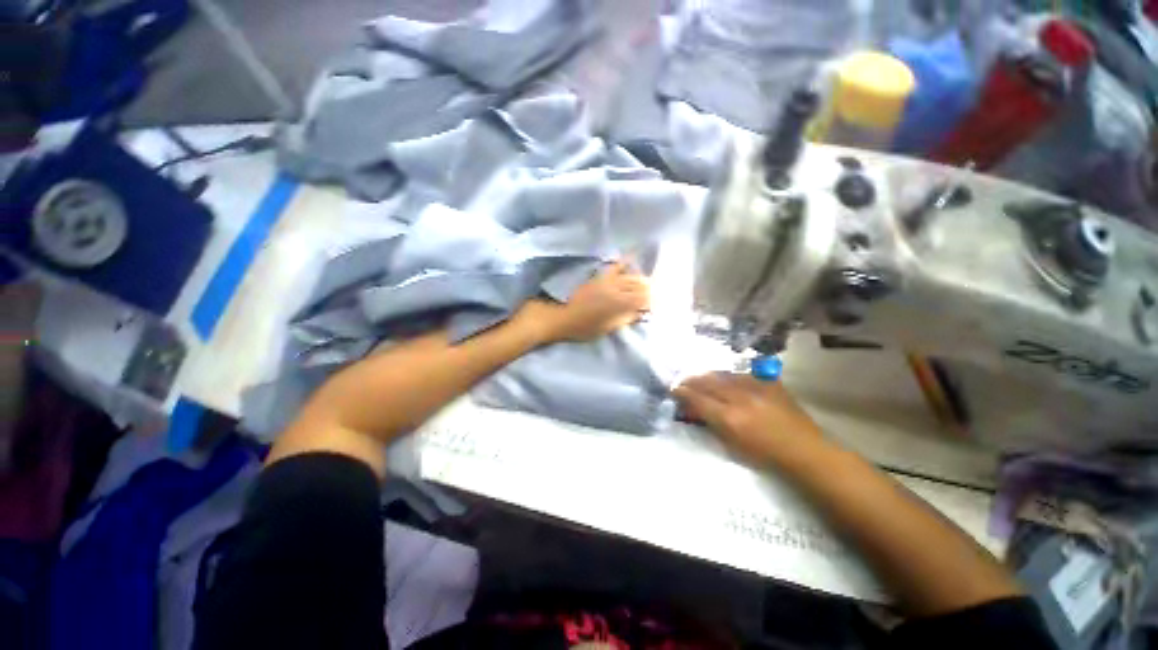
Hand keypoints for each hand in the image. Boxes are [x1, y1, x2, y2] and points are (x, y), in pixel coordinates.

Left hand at [517, 261, 649, 343]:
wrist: (558, 315)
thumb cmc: (581, 327)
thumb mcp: (606, 328)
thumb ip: (624, 318)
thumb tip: (639, 313)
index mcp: (618, 303)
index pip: (643, 298)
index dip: (651, 302)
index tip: (653, 307)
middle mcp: (615, 287)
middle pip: (639, 284)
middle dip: (649, 289)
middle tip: (652, 296)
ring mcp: (606, 279)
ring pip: (630, 274)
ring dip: (640, 279)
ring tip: (644, 283)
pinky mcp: (598, 276)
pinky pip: (615, 266)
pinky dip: (625, 264)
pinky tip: (630, 264)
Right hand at [673, 373, 824, 465]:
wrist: (804, 451)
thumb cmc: (765, 456)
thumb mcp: (731, 445)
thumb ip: (711, 424)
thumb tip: (694, 409)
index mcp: (729, 418)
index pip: (698, 399)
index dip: (682, 392)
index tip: (674, 389)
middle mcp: (740, 398)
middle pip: (708, 382)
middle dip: (691, 380)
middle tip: (682, 382)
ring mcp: (756, 387)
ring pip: (723, 374)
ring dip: (707, 376)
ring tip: (700, 378)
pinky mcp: (769, 382)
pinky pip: (742, 374)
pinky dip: (729, 376)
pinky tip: (725, 379)